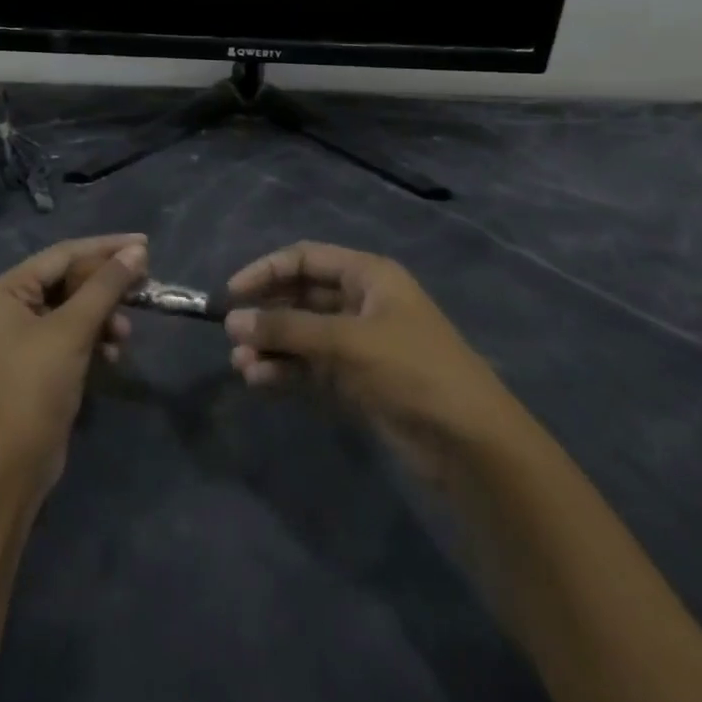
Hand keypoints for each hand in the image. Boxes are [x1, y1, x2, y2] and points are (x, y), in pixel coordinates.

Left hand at [0, 234, 145, 498]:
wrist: (12, 463)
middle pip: (71, 279)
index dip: (106, 247)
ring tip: (124, 334)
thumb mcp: (72, 329)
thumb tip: (137, 251)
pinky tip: (113, 355)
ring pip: (77, 307)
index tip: (145, 244)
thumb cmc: (35, 385)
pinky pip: (76, 333)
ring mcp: (27, 334)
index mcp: (8, 289)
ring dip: (105, 315)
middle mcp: (14, 304)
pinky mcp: (43, 360)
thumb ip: (106, 286)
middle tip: (145, 285)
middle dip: (107, 286)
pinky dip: (97, 338)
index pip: (64, 254)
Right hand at [224, 242, 526, 486]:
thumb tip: (233, 321)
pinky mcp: (356, 380)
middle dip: (266, 313)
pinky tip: (260, 380)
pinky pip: (310, 366)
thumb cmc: (410, 369)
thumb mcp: (346, 341)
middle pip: (301, 296)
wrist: (469, 442)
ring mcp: (358, 343)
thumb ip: (287, 328)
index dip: (266, 271)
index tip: (232, 293)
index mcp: (367, 275)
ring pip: (302, 334)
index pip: (305, 259)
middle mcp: (361, 302)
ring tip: (241, 366)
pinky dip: (285, 370)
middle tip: (232, 334)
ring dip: (271, 345)